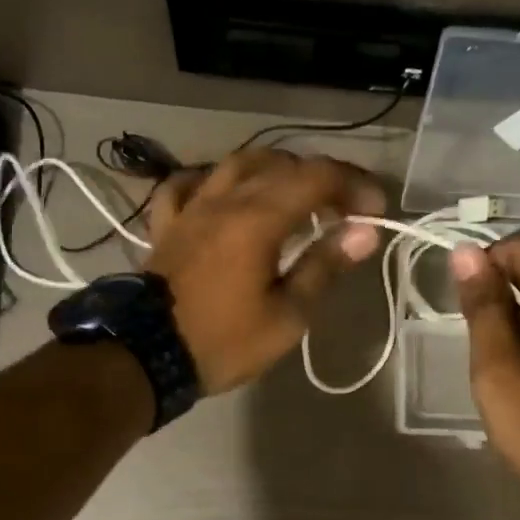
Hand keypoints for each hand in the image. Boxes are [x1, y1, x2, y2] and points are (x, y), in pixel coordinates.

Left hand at [143, 149, 385, 392]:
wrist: (145, 356)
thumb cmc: (223, 341)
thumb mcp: (287, 316)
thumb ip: (324, 266)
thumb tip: (364, 232)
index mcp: (258, 218)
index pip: (317, 177)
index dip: (354, 184)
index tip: (375, 210)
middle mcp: (225, 199)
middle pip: (282, 165)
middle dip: (322, 178)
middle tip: (344, 209)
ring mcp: (192, 207)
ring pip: (237, 163)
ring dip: (274, 170)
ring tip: (294, 196)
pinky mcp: (167, 223)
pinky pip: (188, 184)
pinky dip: (214, 182)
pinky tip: (226, 195)